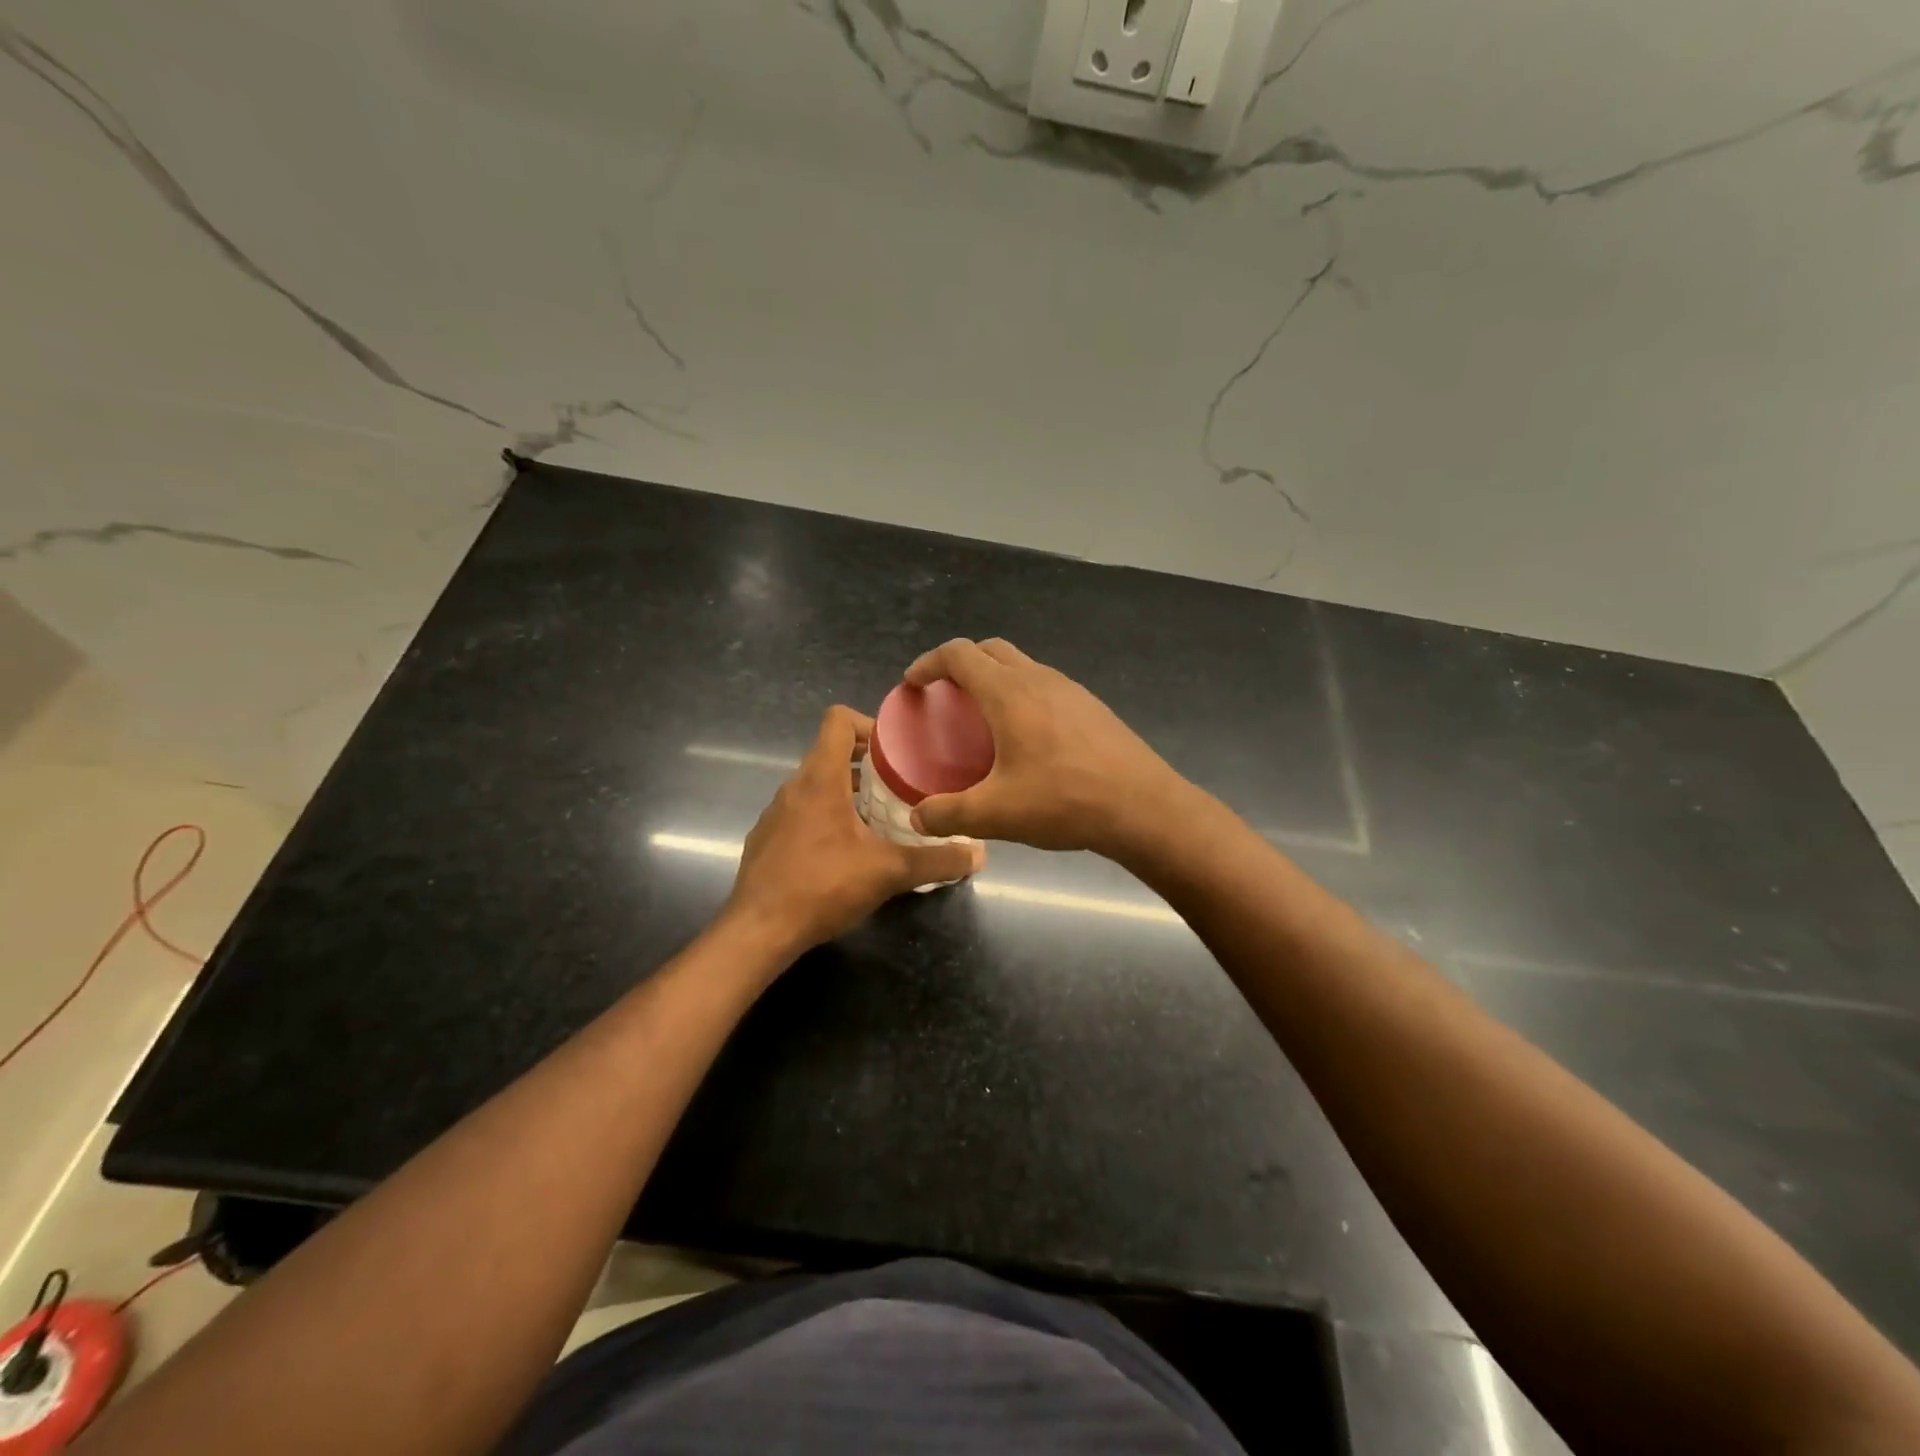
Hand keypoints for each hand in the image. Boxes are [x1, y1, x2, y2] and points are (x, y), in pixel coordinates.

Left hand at [724, 706, 984, 954]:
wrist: (759, 931)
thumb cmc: (823, 887)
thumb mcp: (889, 873)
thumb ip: (936, 861)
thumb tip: (980, 854)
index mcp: (820, 779)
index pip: (838, 720)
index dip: (869, 724)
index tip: (897, 749)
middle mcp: (793, 786)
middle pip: (830, 752)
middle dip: (867, 763)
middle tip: (901, 785)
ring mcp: (775, 813)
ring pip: (815, 785)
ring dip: (846, 791)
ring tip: (879, 817)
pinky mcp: (766, 839)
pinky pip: (800, 812)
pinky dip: (825, 817)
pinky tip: (844, 851)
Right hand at [902, 638, 1189, 857]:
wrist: (1143, 807)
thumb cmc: (1064, 801)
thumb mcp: (995, 814)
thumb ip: (948, 813)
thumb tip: (917, 817)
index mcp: (1008, 693)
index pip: (958, 655)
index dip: (929, 663)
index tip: (913, 683)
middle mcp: (1038, 679)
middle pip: (990, 650)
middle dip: (960, 663)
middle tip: (945, 695)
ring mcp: (1070, 689)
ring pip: (1021, 665)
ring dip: (994, 677)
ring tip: (983, 716)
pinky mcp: (1092, 706)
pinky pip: (1045, 685)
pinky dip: (1022, 694)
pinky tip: (1026, 736)